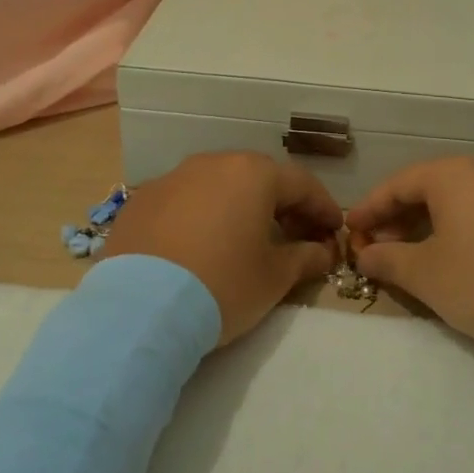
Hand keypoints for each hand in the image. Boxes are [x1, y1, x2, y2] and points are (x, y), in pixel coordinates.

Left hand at [104, 152, 342, 345]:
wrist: (139, 309)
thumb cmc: (222, 285)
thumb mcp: (274, 278)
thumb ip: (305, 258)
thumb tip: (323, 252)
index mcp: (252, 174)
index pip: (301, 184)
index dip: (323, 207)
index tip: (334, 231)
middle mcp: (212, 164)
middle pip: (258, 178)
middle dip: (282, 206)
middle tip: (295, 237)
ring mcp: (172, 179)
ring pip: (217, 186)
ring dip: (238, 208)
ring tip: (245, 240)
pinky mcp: (140, 202)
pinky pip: (182, 203)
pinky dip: (199, 218)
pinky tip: (199, 248)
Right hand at [346, 157, 473, 355]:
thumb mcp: (429, 276)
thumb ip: (389, 261)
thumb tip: (365, 254)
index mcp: (451, 174)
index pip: (396, 184)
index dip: (368, 211)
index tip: (349, 236)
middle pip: (425, 189)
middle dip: (395, 221)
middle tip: (377, 254)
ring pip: (452, 203)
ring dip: (424, 229)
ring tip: (410, 262)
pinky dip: (454, 233)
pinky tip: (451, 263)